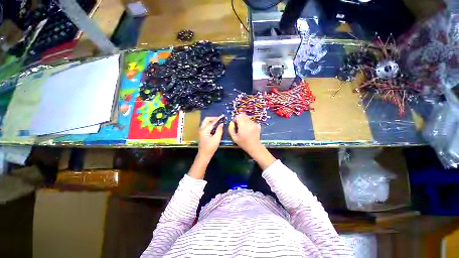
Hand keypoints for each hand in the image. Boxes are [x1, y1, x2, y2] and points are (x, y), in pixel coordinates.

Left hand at [198, 115, 223, 157]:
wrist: (204, 155)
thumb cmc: (210, 148)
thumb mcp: (216, 139)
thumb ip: (219, 130)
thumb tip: (221, 123)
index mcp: (204, 130)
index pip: (212, 122)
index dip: (218, 118)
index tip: (223, 116)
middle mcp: (201, 128)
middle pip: (207, 119)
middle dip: (214, 118)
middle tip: (220, 119)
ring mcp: (201, 131)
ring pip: (206, 122)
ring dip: (212, 120)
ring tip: (219, 121)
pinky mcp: (202, 133)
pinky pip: (206, 125)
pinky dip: (211, 124)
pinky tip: (216, 126)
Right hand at [228, 113, 261, 153]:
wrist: (254, 146)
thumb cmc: (243, 143)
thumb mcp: (234, 138)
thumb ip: (231, 129)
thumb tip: (231, 123)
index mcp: (243, 125)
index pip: (238, 116)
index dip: (235, 119)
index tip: (234, 124)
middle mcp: (249, 122)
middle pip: (243, 115)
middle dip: (239, 119)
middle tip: (238, 125)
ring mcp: (254, 123)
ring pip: (247, 118)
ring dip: (244, 121)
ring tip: (243, 129)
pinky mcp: (257, 125)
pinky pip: (251, 121)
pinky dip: (248, 123)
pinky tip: (248, 130)